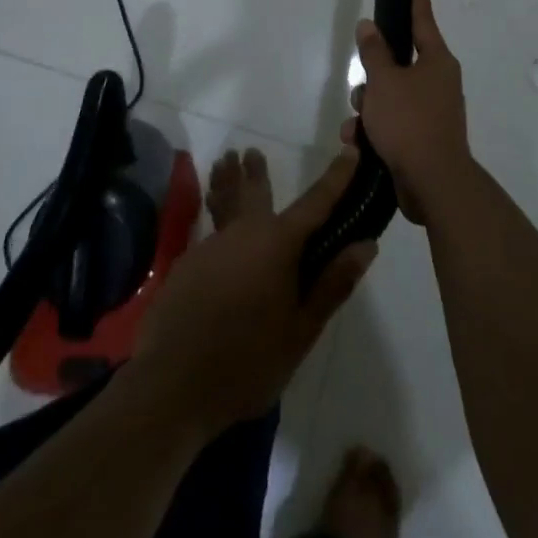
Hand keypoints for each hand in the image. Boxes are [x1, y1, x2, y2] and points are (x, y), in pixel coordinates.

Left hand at [132, 147, 375, 437]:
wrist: (171, 386)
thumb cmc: (247, 361)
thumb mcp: (301, 330)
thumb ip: (333, 284)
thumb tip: (366, 244)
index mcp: (277, 244)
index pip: (316, 203)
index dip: (336, 177)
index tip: (351, 151)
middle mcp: (243, 234)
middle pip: (254, 192)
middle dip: (256, 171)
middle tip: (251, 151)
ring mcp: (210, 247)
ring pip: (223, 205)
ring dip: (226, 184)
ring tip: (224, 163)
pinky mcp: (185, 266)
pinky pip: (207, 233)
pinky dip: (212, 220)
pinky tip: (210, 231)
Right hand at [346, 0, 473, 224]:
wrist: (433, 184)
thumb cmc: (409, 122)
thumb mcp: (384, 82)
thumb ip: (374, 52)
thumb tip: (368, 25)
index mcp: (436, 62)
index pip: (423, 23)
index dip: (418, 4)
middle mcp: (438, 83)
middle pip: (399, 65)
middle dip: (373, 77)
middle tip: (361, 87)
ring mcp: (432, 112)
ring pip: (391, 96)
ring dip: (369, 108)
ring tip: (357, 125)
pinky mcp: (422, 139)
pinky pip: (393, 124)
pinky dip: (375, 131)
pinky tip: (357, 144)